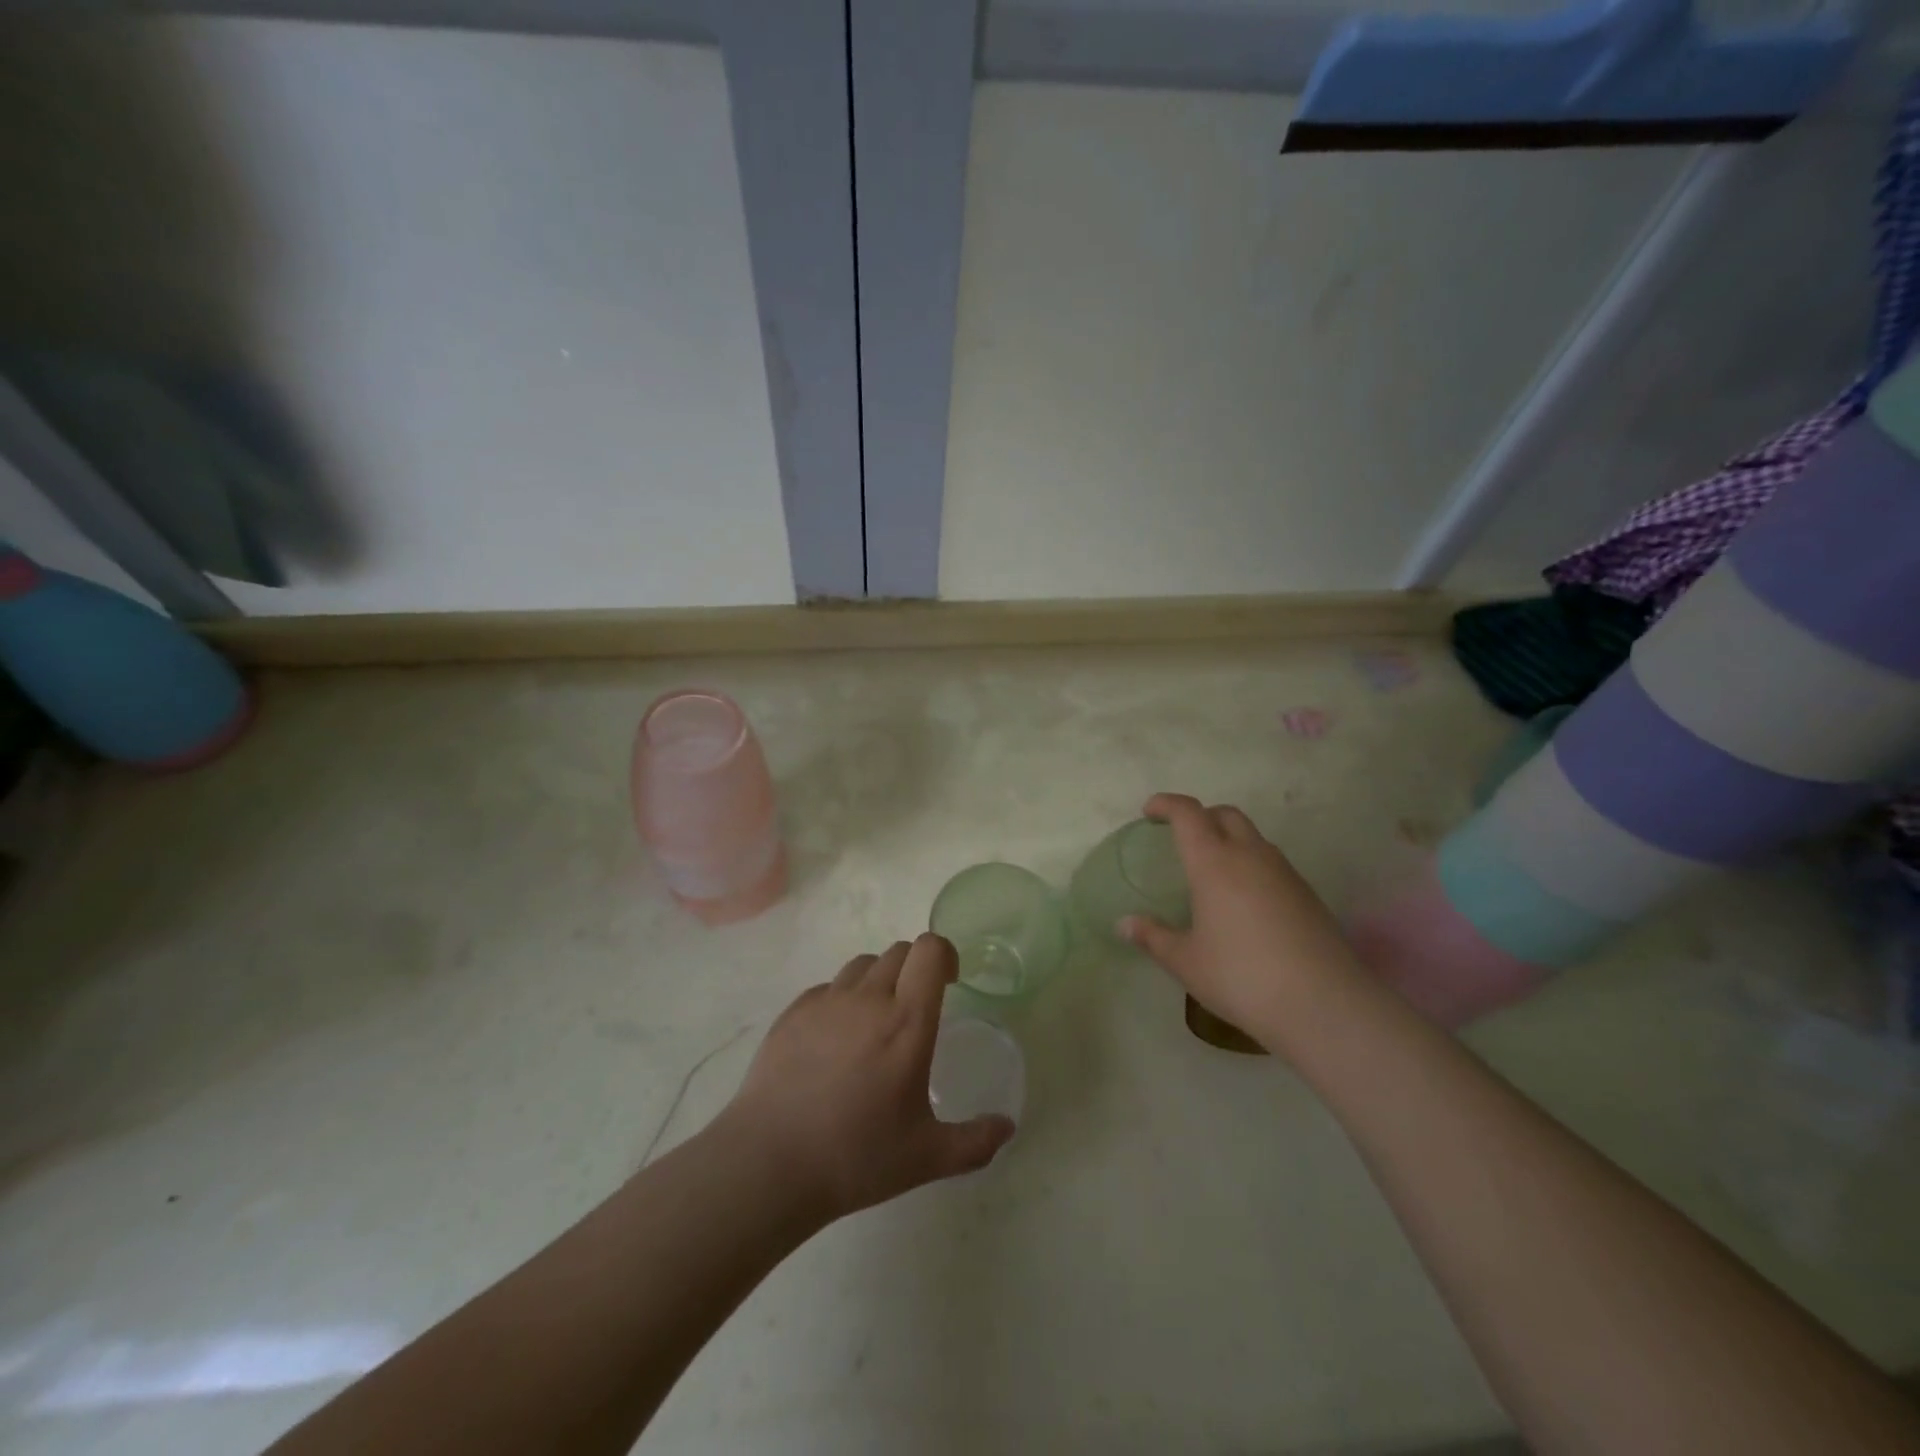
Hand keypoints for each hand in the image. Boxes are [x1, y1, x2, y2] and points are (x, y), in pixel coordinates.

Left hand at [716, 935, 1014, 1222]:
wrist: (769, 1163)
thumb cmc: (856, 1156)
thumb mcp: (927, 1157)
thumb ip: (975, 1141)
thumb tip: (1007, 1127)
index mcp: (907, 1021)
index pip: (930, 950)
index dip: (944, 955)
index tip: (949, 982)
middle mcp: (868, 998)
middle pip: (900, 951)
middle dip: (915, 969)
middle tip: (915, 1010)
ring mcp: (826, 1001)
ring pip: (863, 965)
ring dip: (878, 980)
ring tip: (874, 1023)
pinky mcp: (793, 1012)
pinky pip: (828, 988)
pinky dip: (841, 1000)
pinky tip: (834, 1042)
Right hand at [1121, 793, 1363, 1045]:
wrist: (1323, 1004)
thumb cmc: (1241, 977)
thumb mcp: (1186, 962)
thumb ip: (1153, 937)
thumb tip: (1124, 924)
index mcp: (1214, 862)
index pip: (1188, 813)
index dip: (1167, 805)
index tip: (1150, 812)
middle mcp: (1250, 856)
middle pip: (1225, 814)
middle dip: (1201, 816)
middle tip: (1182, 838)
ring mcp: (1284, 873)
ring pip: (1253, 837)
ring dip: (1230, 839)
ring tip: (1213, 872)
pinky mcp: (1308, 894)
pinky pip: (1272, 863)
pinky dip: (1252, 865)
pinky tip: (1245, 901)